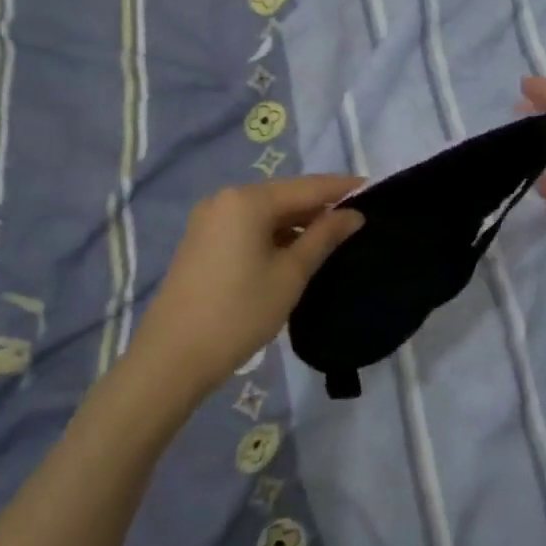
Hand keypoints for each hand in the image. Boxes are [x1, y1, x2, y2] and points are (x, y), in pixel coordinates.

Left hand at [126, 175, 364, 401]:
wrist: (172, 358)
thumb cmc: (239, 313)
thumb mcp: (290, 275)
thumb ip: (324, 237)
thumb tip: (353, 215)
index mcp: (248, 200)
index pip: (308, 187)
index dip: (342, 189)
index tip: (374, 189)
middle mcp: (225, 199)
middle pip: (284, 196)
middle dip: (319, 207)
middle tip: (356, 218)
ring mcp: (209, 219)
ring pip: (265, 212)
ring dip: (296, 222)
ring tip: (331, 237)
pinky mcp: (201, 240)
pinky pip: (246, 226)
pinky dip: (273, 233)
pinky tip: (293, 250)